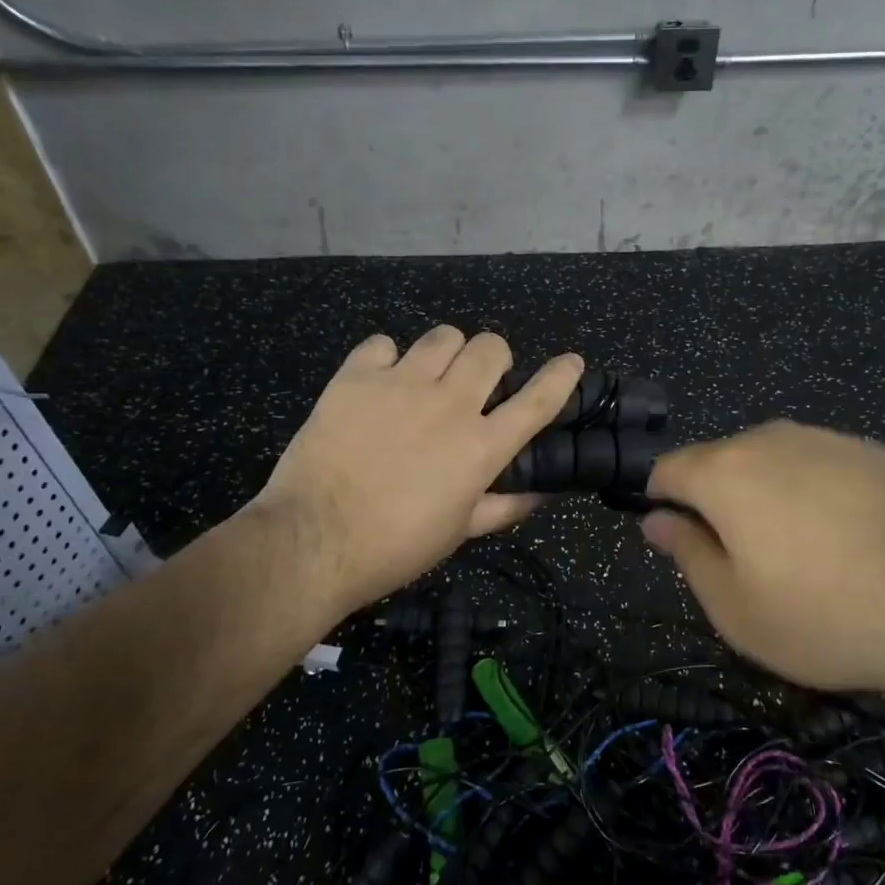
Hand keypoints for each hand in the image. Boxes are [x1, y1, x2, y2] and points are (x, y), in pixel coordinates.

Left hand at [246, 327, 582, 623]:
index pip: (537, 401)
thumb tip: (542, 493)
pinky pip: (383, 343)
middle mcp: (450, 405)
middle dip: (494, 360)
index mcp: (481, 447)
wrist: (313, 542)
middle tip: (476, 384)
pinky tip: (379, 382)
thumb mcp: (459, 532)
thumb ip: (504, 506)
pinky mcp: (356, 378)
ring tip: (429, 376)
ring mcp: (401, 385)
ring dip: (447, 353)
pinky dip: (387, 358)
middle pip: (491, 349)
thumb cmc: (394, 547)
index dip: (561, 377)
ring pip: (443, 336)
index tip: (571, 362)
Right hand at [641, 421, 884, 704]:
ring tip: (806, 560)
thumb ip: (687, 555)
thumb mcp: (736, 609)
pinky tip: (853, 545)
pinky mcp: (875, 452)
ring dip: (769, 500)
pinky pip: (821, 468)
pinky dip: (817, 497)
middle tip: (748, 567)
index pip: (666, 470)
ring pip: (772, 464)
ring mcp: (828, 439)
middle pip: (719, 462)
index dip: (661, 504)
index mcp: (725, 472)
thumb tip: (656, 520)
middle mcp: (770, 439)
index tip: (681, 545)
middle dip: (717, 505)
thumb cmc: (829, 616)